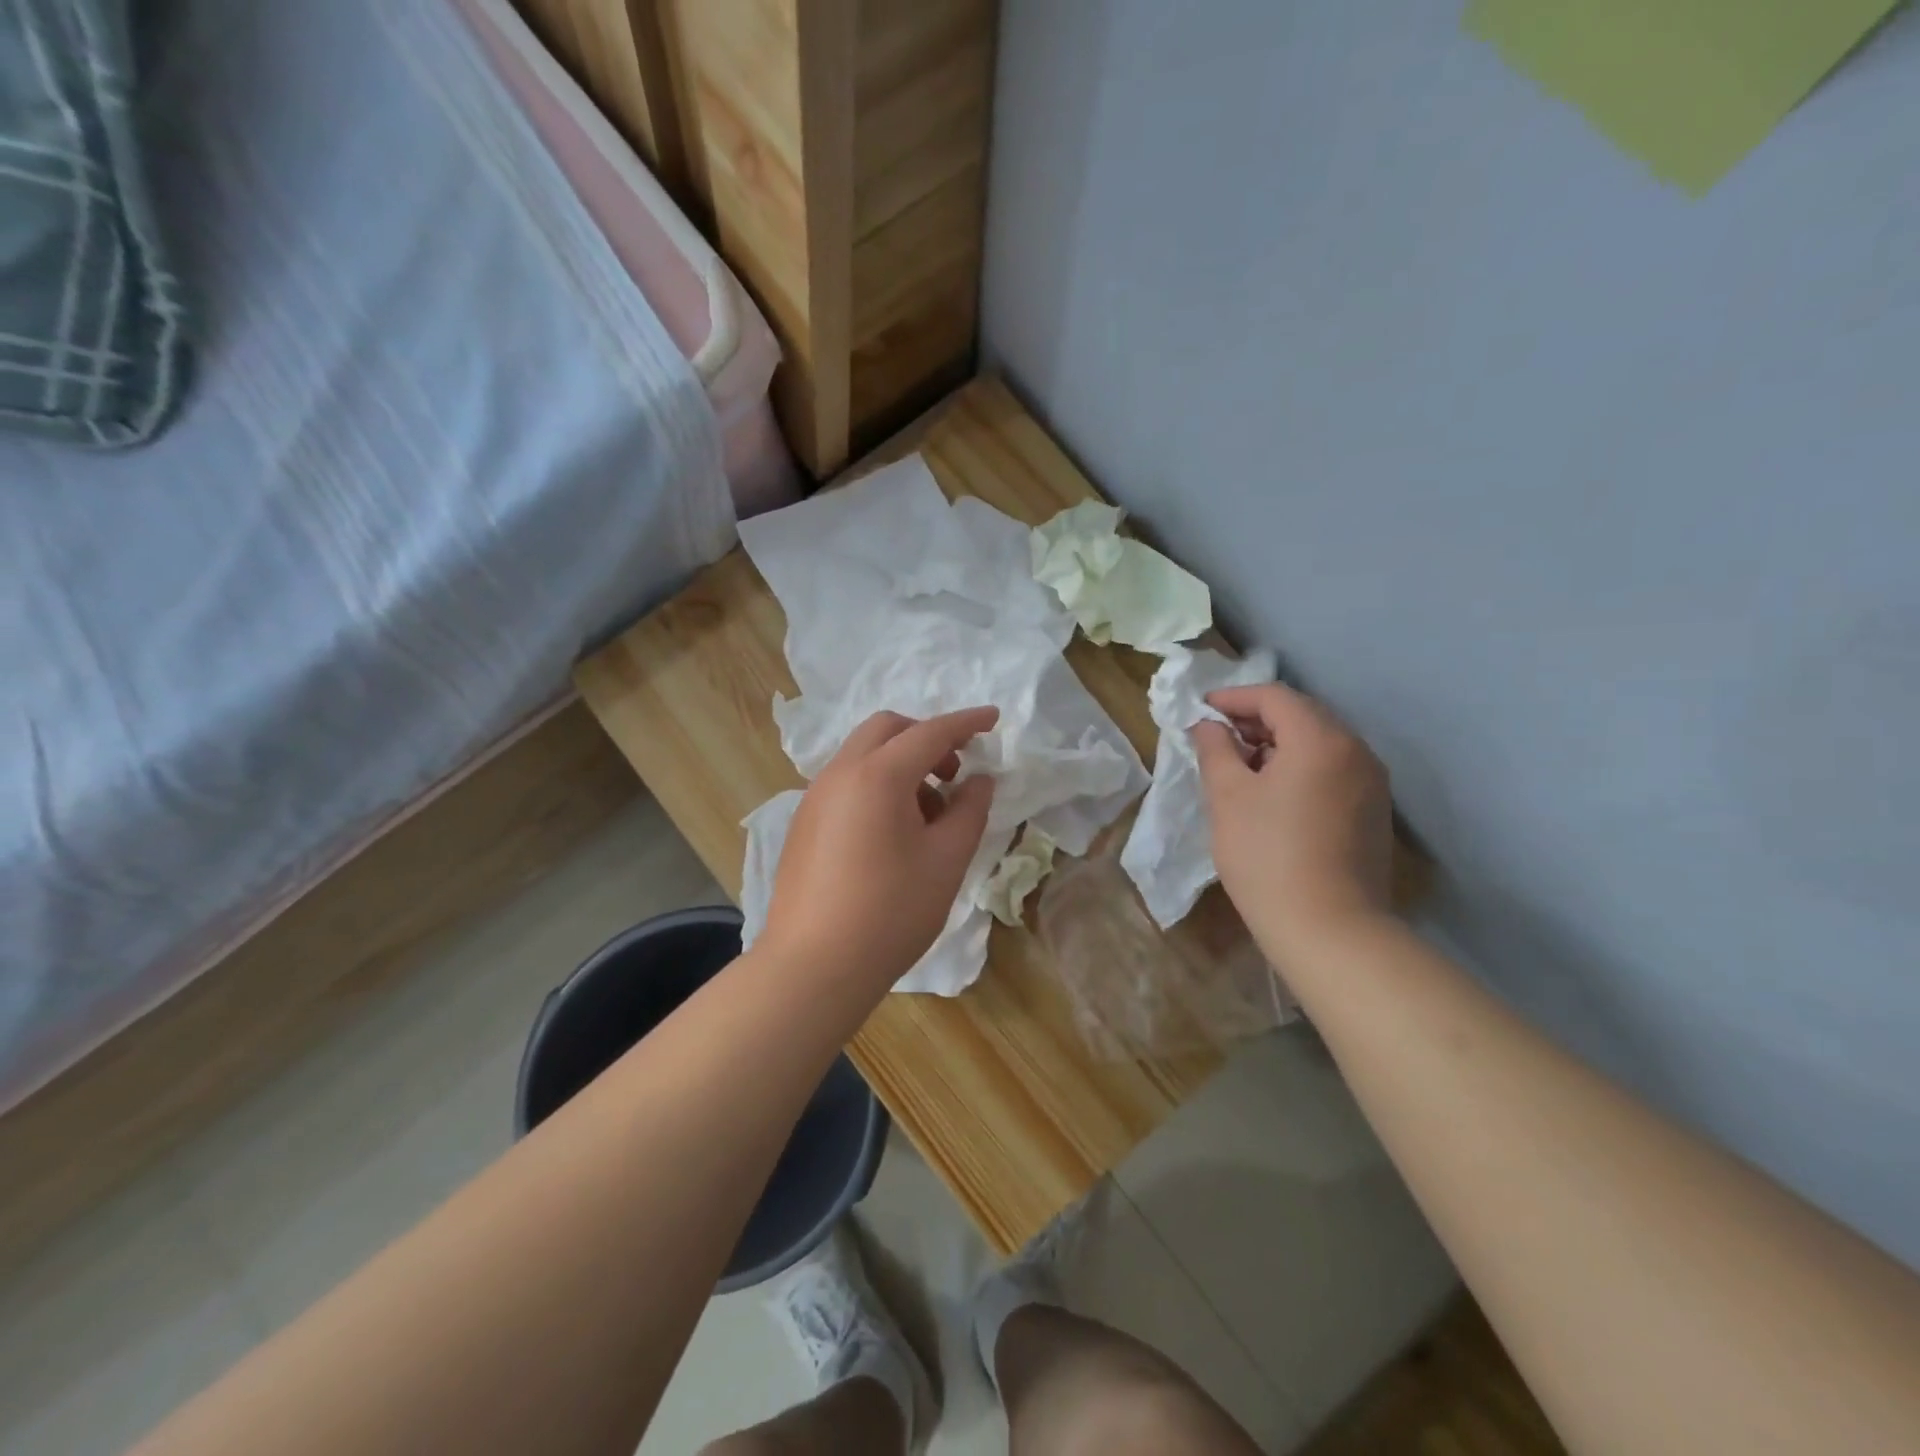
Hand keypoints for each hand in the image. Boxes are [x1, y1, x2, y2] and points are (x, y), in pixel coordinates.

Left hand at [760, 707, 998, 994]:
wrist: (813, 966)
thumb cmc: (890, 912)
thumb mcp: (946, 861)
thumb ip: (970, 810)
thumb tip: (978, 781)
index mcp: (877, 775)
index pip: (930, 732)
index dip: (966, 722)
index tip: (993, 718)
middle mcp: (840, 774)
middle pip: (887, 729)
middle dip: (926, 738)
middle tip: (954, 773)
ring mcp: (815, 798)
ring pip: (864, 756)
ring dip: (901, 765)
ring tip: (928, 816)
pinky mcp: (804, 824)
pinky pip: (847, 783)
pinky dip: (877, 786)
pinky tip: (893, 834)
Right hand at [1191, 683, 1392, 960]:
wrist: (1330, 929)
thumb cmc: (1267, 855)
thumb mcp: (1227, 797)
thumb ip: (1215, 750)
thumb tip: (1209, 726)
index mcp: (1320, 739)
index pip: (1275, 697)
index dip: (1234, 697)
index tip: (1202, 709)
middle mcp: (1356, 750)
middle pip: (1303, 715)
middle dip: (1257, 719)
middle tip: (1219, 736)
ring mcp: (1372, 782)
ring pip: (1320, 743)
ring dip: (1279, 743)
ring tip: (1241, 765)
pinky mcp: (1374, 812)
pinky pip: (1333, 769)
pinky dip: (1301, 766)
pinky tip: (1274, 793)